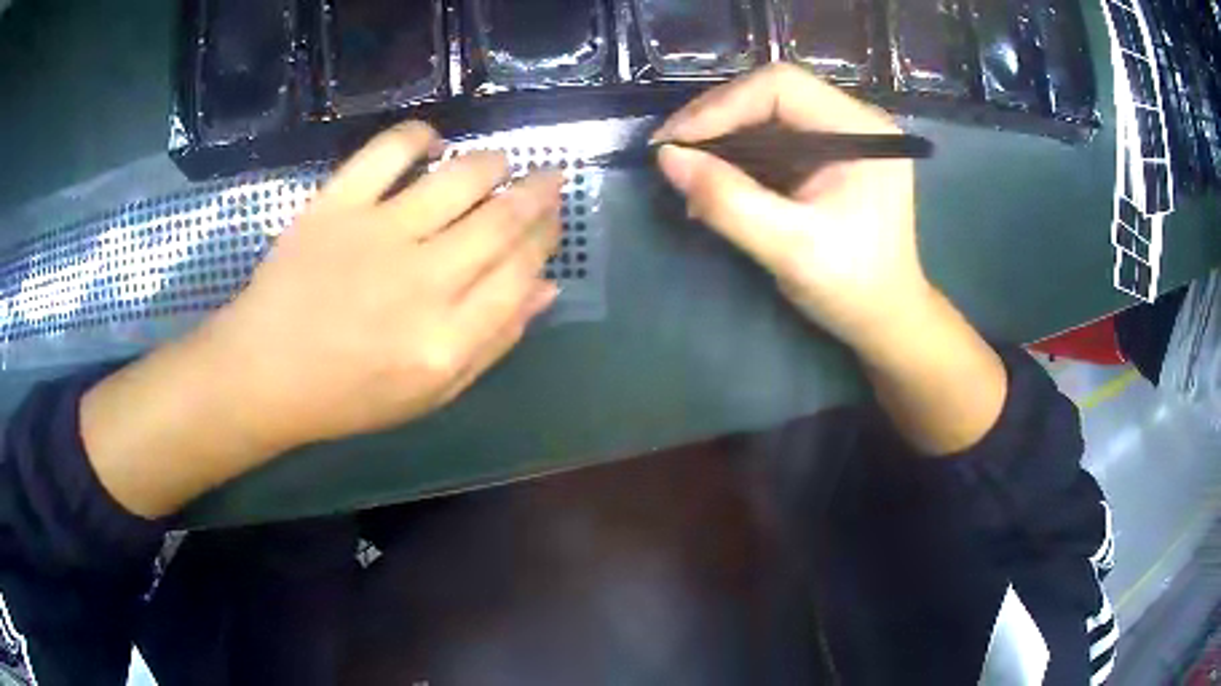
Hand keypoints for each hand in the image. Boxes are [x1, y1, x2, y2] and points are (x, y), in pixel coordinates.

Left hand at [82, 122, 562, 516]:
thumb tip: (546, 287)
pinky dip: (418, 135)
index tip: (553, 219)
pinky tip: (432, 141)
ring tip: (498, 164)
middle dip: (537, 192)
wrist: (264, 373)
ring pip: (461, 177)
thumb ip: (493, 344)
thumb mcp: (431, 393)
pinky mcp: (337, 205)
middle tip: (547, 179)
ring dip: (492, 163)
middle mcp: (422, 281)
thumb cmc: (348, 395)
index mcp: (447, 339)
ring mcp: (377, 234)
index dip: (547, 237)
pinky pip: (389, 150)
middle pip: (502, 219)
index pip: (522, 270)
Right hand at [653, 64, 929, 351]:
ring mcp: (841, 134)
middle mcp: (853, 119)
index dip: (720, 106)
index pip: (781, 87)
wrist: (884, 318)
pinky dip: (737, 155)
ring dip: (721, 138)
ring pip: (766, 113)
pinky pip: (772, 137)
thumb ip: (728, 201)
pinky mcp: (828, 154)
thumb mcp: (789, 248)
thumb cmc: (851, 286)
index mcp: (860, 130)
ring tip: (686, 171)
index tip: (674, 143)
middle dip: (715, 120)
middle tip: (671, 154)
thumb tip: (667, 158)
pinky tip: (714, 181)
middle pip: (770, 94)